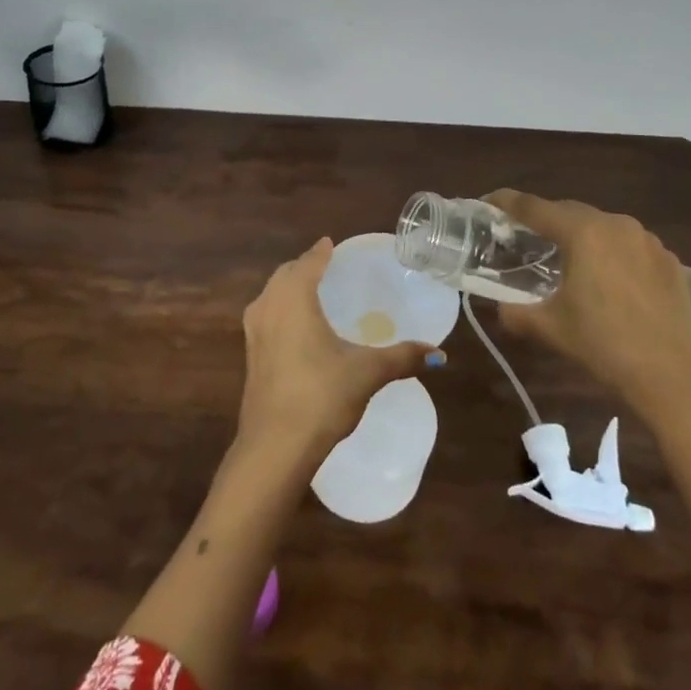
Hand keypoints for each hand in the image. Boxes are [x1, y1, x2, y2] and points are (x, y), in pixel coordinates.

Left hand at [236, 238, 441, 462]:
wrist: (275, 445)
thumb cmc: (321, 395)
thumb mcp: (367, 373)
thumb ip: (402, 357)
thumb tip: (440, 354)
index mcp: (294, 298)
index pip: (308, 263)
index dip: (321, 252)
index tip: (331, 243)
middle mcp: (268, 306)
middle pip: (285, 275)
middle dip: (304, 267)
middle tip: (325, 266)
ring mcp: (254, 331)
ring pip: (271, 295)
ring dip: (288, 287)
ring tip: (311, 291)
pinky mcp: (251, 355)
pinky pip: (266, 316)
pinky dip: (281, 308)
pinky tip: (296, 326)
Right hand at [485, 191, 690, 420]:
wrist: (672, 376)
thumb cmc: (604, 344)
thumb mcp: (549, 327)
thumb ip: (515, 311)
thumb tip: (501, 307)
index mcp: (582, 232)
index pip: (533, 207)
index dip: (506, 202)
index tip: (488, 201)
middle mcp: (616, 224)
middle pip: (569, 211)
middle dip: (544, 220)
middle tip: (525, 237)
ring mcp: (648, 240)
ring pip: (602, 226)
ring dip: (581, 235)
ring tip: (568, 258)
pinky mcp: (669, 260)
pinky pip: (630, 245)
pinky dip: (612, 252)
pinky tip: (609, 278)